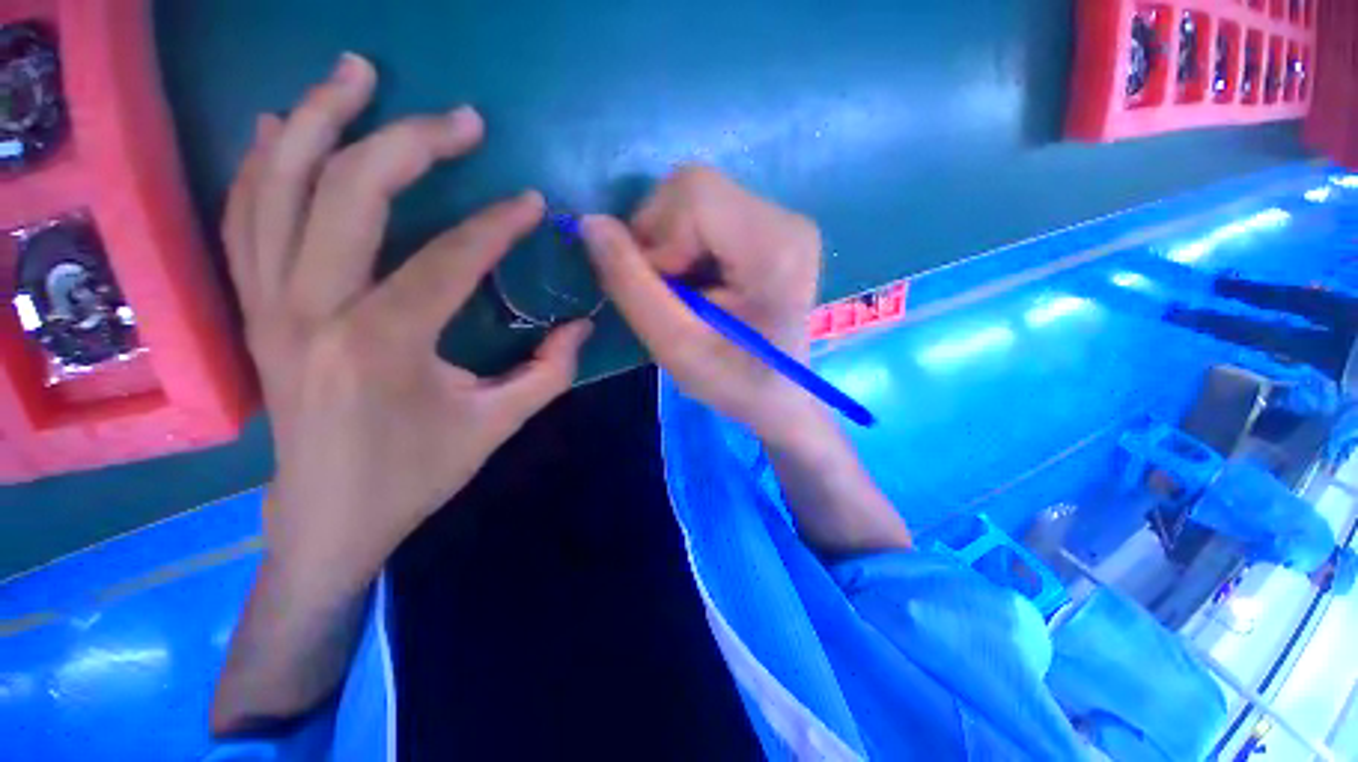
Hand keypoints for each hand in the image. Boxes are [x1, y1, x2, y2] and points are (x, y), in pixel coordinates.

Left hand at [225, 54, 591, 595]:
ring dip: (317, 120)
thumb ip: (549, 372)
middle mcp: (312, 309)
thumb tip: (583, 326)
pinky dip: (263, 164)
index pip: (447, 258)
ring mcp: (270, 304)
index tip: (532, 204)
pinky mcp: (254, 309)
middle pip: (349, 191)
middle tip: (461, 119)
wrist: (328, 518)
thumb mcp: (498, 426)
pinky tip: (281, 128)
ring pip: (278, 185)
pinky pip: (246, 217)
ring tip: (354, 73)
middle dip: (410, 142)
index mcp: (382, 344)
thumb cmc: (416, 475)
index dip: (497, 225)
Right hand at [580, 166, 821, 446]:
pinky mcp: (775, 229)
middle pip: (693, 189)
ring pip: (696, 199)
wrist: (780, 395)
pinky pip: (710, 213)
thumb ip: (630, 284)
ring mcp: (785, 221)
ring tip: (685, 292)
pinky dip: (687, 245)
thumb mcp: (675, 346)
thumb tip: (591, 223)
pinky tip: (700, 283)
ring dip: (671, 244)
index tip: (661, 290)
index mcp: (774, 247)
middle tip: (668, 292)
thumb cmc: (733, 381)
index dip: (656, 237)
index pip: (693, 194)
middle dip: (660, 239)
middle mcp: (787, 220)